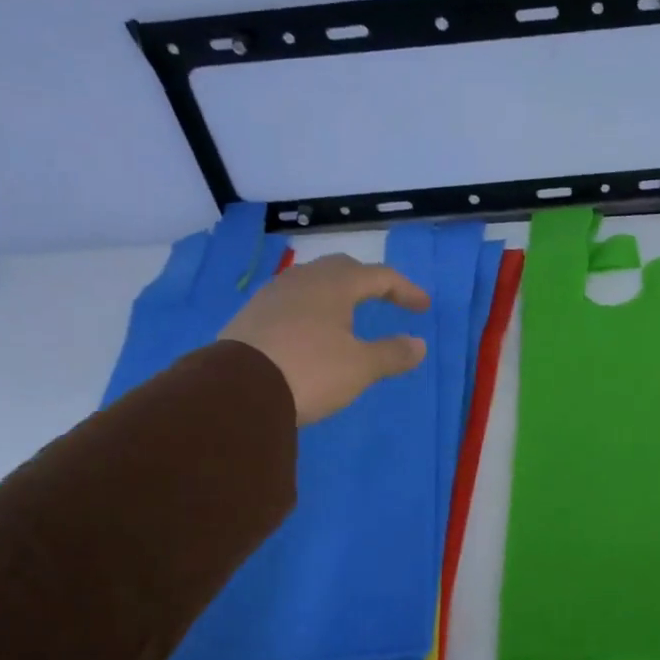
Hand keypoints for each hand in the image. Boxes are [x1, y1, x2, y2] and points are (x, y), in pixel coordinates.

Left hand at [221, 254, 428, 424]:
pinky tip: (311, 331)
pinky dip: (311, 309)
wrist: (237, 390)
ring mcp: (272, 296)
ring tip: (348, 314)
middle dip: (368, 282)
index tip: (423, 307)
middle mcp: (302, 281)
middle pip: (342, 269)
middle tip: (385, 298)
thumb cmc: (310, 371)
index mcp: (334, 285)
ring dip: (336, 294)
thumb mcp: (360, 367)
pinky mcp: (251, 316)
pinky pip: (291, 301)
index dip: (405, 289)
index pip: (379, 276)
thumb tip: (419, 344)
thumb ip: (392, 353)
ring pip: (312, 283)